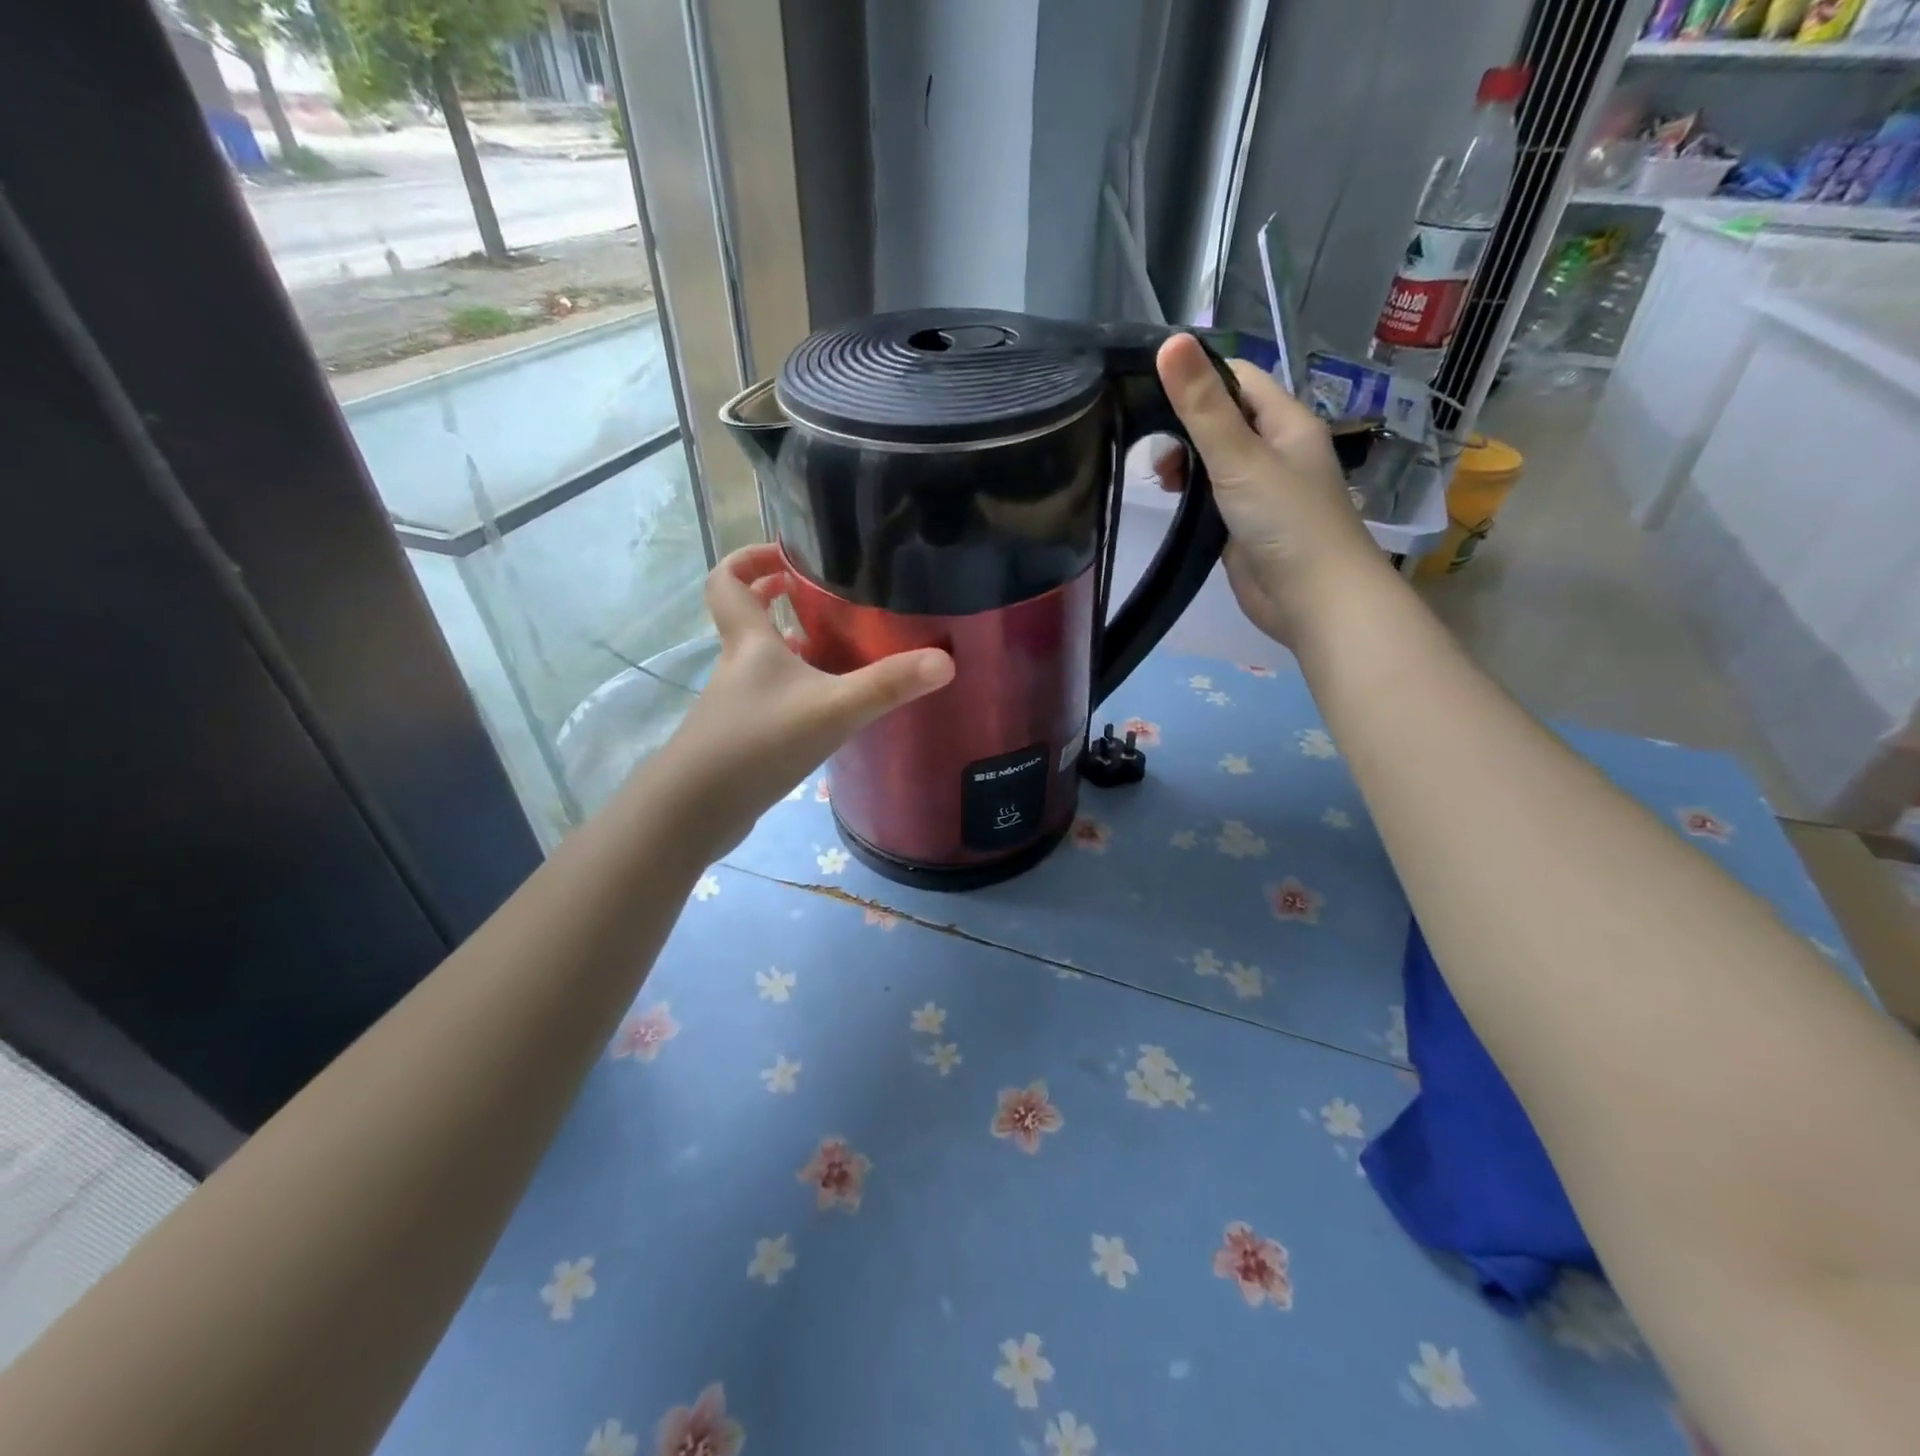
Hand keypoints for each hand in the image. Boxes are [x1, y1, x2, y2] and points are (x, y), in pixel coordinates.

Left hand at [650, 545, 954, 859]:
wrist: (696, 810)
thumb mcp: (834, 710)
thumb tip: (946, 661)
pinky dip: (793, 691)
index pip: (728, 580)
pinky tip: (825, 711)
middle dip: (775, 600)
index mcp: (749, 643)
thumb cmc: (759, 743)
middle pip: (746, 619)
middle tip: (818, 598)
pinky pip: (768, 698)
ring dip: (790, 649)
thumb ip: (888, 685)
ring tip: (836, 651)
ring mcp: (734, 704)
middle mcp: (736, 666)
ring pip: (760, 662)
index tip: (787, 556)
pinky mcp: (739, 737)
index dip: (750, 558)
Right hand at [1154, 335, 1387, 646]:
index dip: (1197, 377)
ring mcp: (1259, 489)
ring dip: (1184, 462)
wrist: (1313, 600)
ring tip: (1157, 478)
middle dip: (1184, 426)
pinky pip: (1211, 497)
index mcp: (1285, 422)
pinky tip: (1169, 502)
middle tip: (1151, 451)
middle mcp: (1275, 449)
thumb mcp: (1240, 457)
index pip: (1238, 379)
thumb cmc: (1285, 521)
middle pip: (1222, 418)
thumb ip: (1202, 406)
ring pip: (1214, 460)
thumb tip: (1169, 342)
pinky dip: (1189, 494)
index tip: (1150, 391)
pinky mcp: (1243, 525)